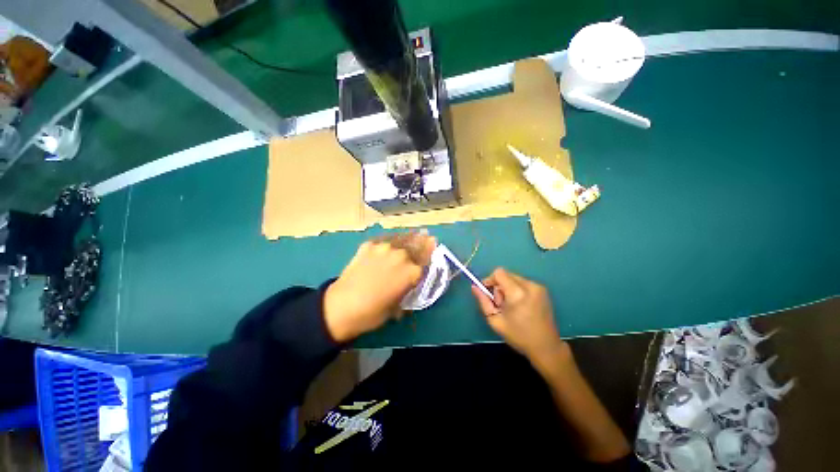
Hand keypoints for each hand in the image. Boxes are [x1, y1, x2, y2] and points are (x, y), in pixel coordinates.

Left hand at [324, 232, 436, 341]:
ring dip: (410, 236)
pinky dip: (391, 240)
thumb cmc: (372, 313)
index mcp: (411, 272)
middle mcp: (401, 256)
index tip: (434, 243)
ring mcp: (384, 248)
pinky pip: (385, 239)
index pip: (426, 259)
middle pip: (416, 245)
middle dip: (424, 240)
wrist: (340, 307)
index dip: (430, 252)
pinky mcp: (369, 245)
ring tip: (415, 232)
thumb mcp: (397, 306)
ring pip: (402, 239)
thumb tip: (409, 282)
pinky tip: (392, 241)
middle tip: (427, 234)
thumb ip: (406, 289)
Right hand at [471, 268, 566, 364]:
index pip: (499, 273)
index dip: (490, 280)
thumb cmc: (518, 335)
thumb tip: (474, 287)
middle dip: (499, 286)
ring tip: (511, 306)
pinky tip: (520, 305)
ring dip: (508, 288)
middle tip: (501, 304)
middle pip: (506, 275)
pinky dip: (517, 290)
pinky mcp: (543, 290)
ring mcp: (538, 287)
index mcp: (517, 293)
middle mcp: (529, 286)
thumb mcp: (495, 320)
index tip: (488, 292)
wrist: (546, 347)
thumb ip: (483, 301)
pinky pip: (523, 283)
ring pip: (514, 278)